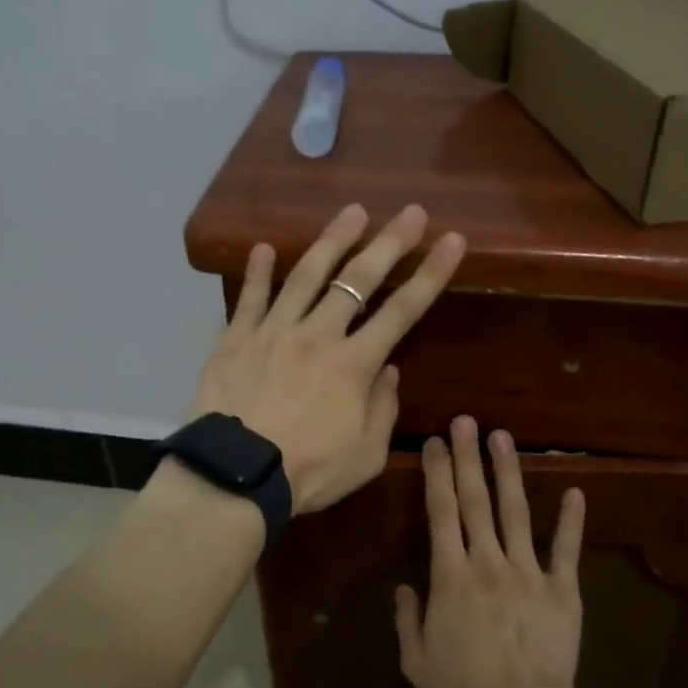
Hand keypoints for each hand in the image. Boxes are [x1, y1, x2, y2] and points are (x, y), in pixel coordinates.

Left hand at [188, 204, 465, 513]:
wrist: (236, 476)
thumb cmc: (308, 472)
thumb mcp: (365, 455)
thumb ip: (382, 409)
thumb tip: (388, 370)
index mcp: (354, 364)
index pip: (403, 310)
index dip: (431, 274)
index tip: (452, 241)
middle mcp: (318, 335)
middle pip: (358, 280)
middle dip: (389, 242)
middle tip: (411, 211)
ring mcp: (274, 332)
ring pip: (306, 276)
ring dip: (331, 241)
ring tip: (351, 212)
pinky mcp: (236, 339)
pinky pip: (249, 299)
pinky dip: (257, 272)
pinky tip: (264, 248)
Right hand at [395, 419, 586, 687]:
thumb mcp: (417, 660)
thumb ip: (407, 620)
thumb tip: (404, 589)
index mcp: (451, 575)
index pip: (441, 513)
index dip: (436, 474)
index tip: (433, 443)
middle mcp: (488, 562)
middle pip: (475, 501)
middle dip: (467, 457)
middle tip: (464, 421)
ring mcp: (528, 572)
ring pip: (516, 513)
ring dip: (508, 472)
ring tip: (503, 437)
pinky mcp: (562, 589)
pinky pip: (565, 550)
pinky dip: (571, 521)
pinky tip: (575, 491)